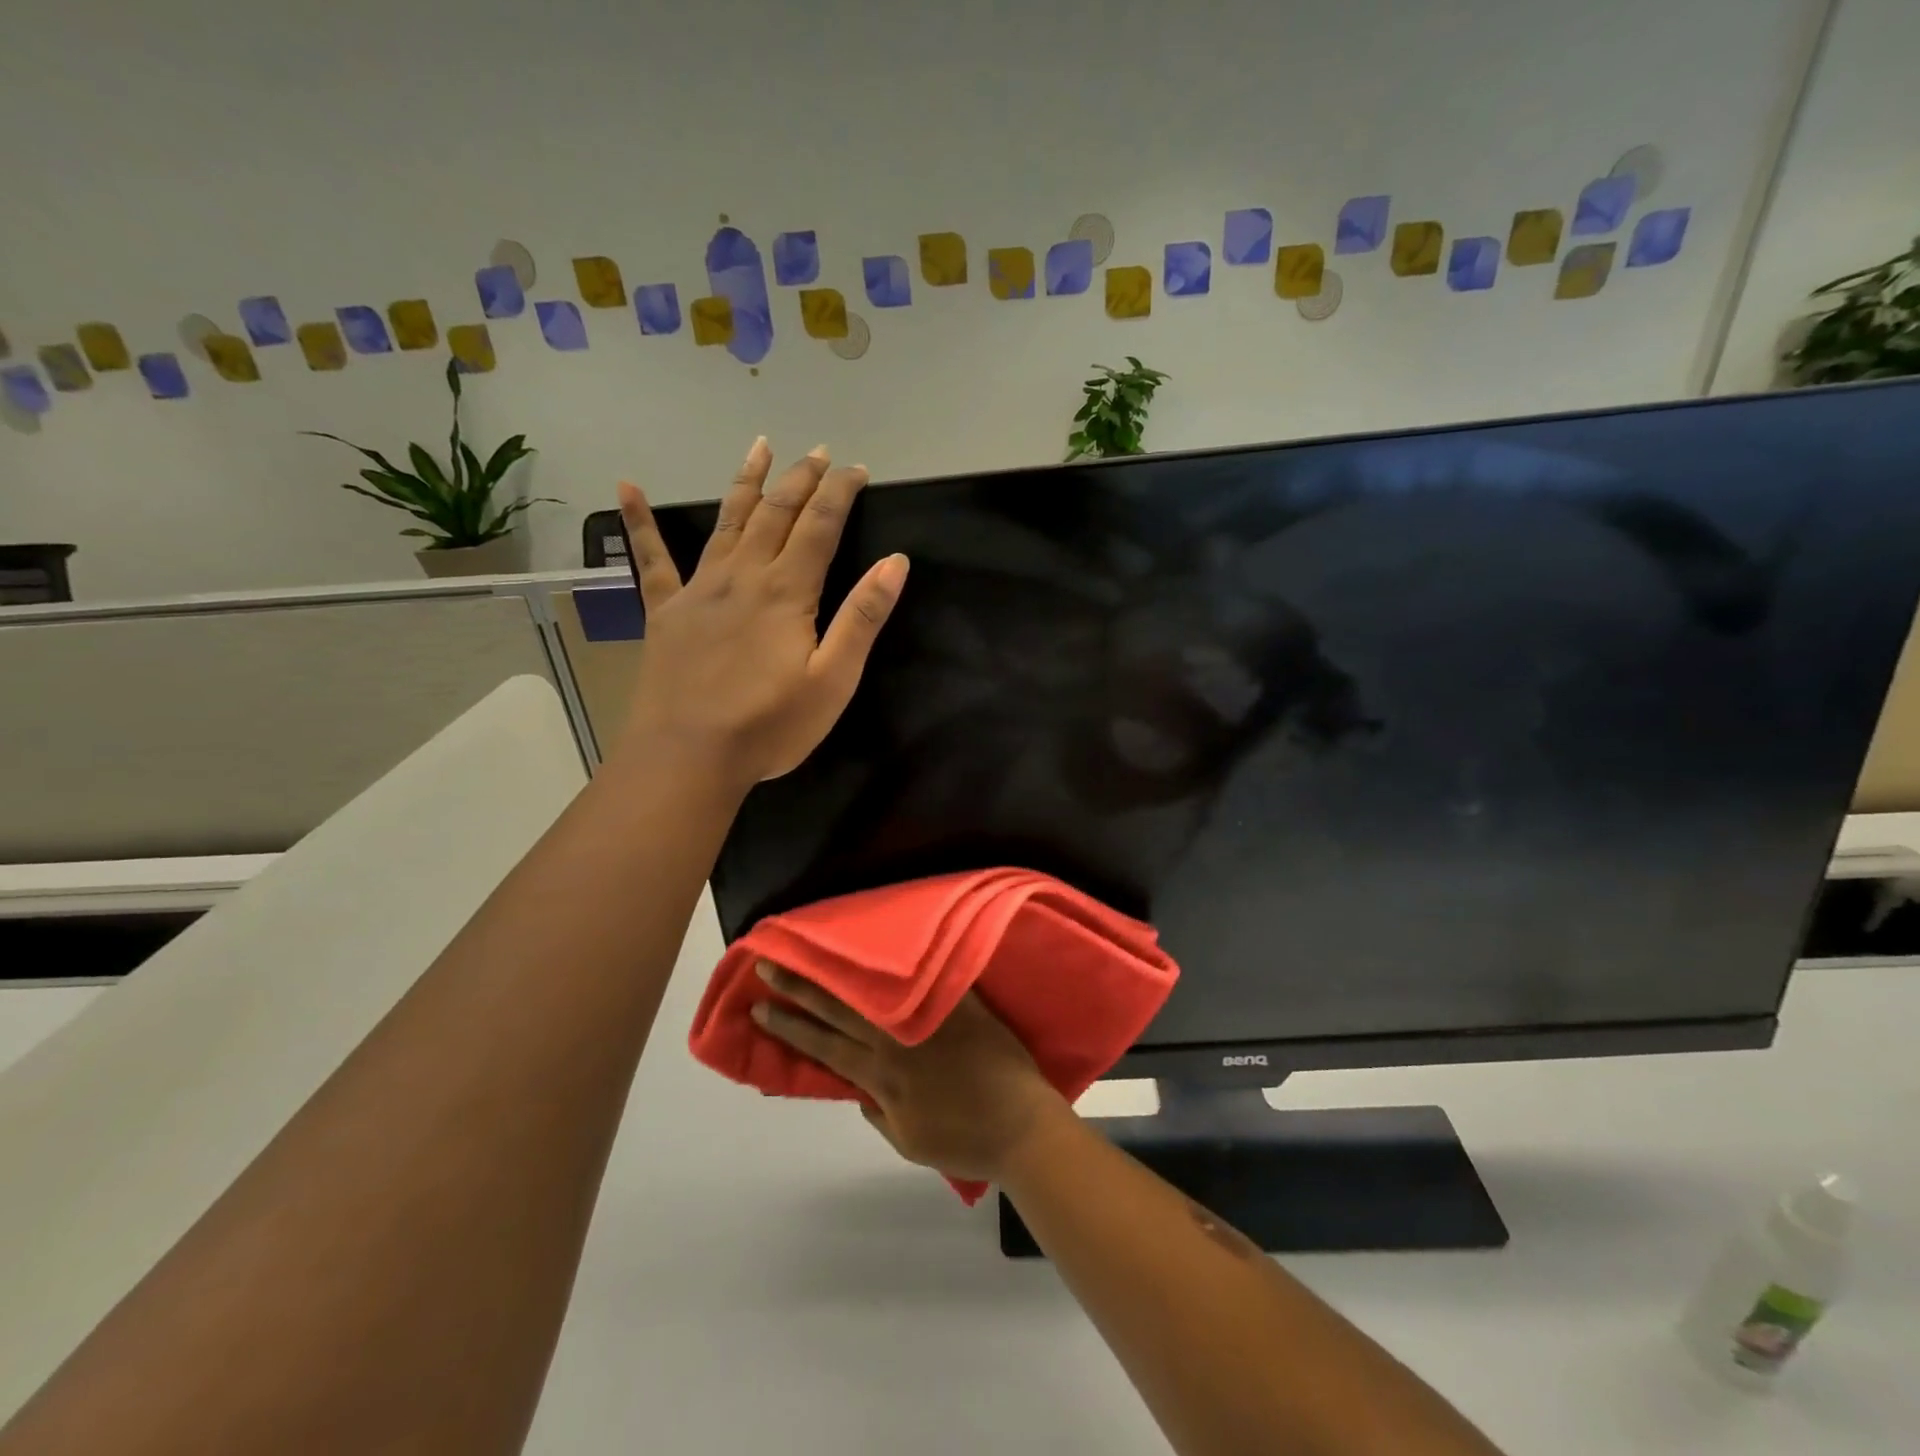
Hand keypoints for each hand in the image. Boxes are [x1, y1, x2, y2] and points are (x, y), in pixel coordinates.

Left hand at [615, 438, 908, 788]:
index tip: (857, 469)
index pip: (820, 526)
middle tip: (817, 453)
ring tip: (760, 447)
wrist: (688, 757)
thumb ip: (863, 617)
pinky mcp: (665, 611)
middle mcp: (743, 576)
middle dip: (800, 479)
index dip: (840, 492)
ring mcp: (698, 589)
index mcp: (786, 592)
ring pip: (726, 522)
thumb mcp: (834, 680)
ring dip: (747, 483)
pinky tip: (626, 488)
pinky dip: (639, 522)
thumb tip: (895, 562)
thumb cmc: (769, 726)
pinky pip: (651, 559)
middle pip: (775, 513)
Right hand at [750, 964, 1068, 1183]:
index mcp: (880, 1074)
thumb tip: (858, 1088)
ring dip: (840, 970)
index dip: (789, 1026)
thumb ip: (879, 1111)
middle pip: (838, 1008)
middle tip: (770, 964)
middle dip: (800, 987)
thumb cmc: (964, 1140)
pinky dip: (903, 960)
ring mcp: (928, 1017)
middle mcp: (896, 1040)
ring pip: (873, 989)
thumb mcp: (908, 1140)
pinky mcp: (958, 1002)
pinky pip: (925, 977)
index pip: (823, 1044)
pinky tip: (883, 942)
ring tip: (815, 950)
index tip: (760, 1007)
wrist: (1021, 1125)